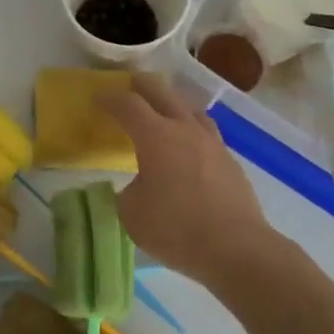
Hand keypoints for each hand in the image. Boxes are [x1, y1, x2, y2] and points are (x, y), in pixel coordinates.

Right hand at [101, 73, 271, 285]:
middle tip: (130, 85)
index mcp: (156, 137)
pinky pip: (206, 134)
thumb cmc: (175, 228)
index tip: (98, 97)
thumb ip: (129, 192)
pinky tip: (188, 148)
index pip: (128, 105)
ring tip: (164, 111)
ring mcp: (213, 144)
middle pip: (163, 94)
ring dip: (172, 104)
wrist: (236, 248)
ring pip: (191, 110)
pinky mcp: (230, 162)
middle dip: (142, 87)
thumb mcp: (132, 213)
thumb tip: (140, 185)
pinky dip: (191, 131)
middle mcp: (185, 130)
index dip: (110, 98)